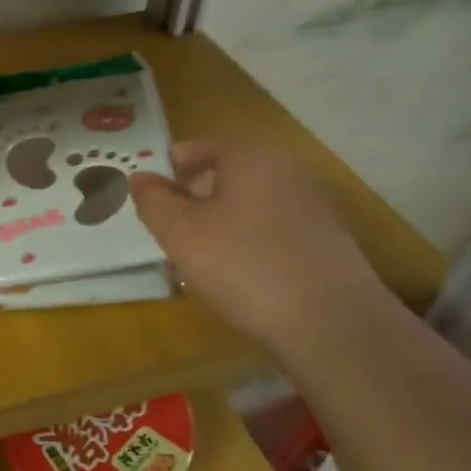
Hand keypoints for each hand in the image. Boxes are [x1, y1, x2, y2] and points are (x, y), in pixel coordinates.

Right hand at [128, 140, 385, 348]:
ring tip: (199, 259)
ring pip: (250, 205)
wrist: (330, 323)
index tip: (149, 196)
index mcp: (251, 155)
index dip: (169, 169)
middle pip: (227, 175)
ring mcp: (314, 205)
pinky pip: (275, 230)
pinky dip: (250, 244)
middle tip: (169, 230)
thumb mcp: (179, 232)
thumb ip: (153, 200)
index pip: (199, 147)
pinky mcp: (329, 241)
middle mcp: (288, 169)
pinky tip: (238, 276)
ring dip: (221, 224)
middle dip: (194, 199)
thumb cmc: (242, 264)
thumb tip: (140, 177)